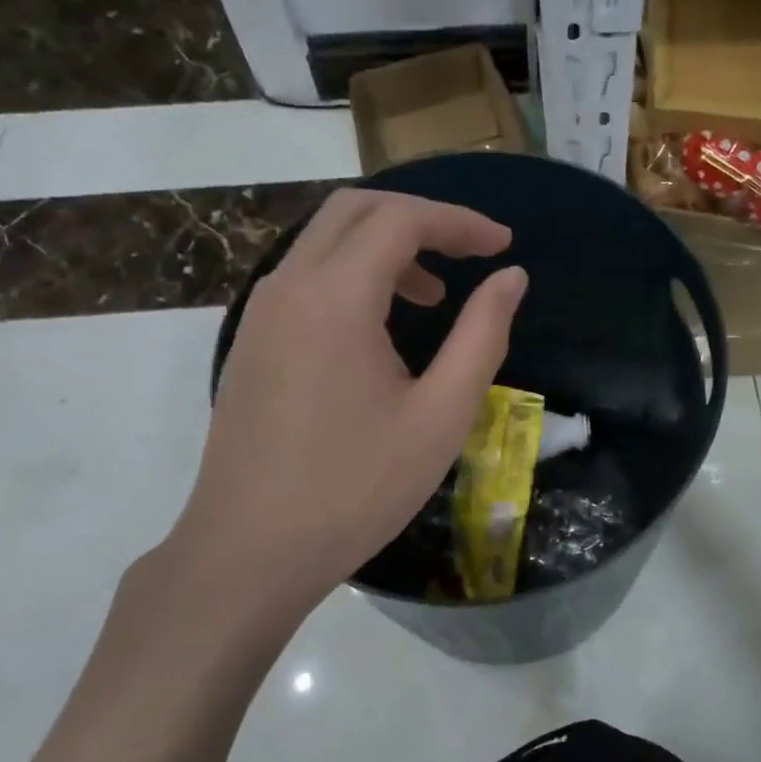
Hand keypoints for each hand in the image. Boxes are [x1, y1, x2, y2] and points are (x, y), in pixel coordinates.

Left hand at [167, 189, 526, 618]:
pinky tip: (382, 327)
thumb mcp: (441, 416)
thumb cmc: (357, 488)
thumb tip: (510, 279)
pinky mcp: (253, 341)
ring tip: (435, 295)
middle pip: (356, 211)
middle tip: (471, 253)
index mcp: (335, 297)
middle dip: (422, 220)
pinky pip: (306, 277)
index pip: (401, 220)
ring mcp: (261, 312)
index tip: (504, 245)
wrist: (250, 550)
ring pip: (326, 241)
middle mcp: (289, 286)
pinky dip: (353, 275)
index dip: (460, 222)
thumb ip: (482, 336)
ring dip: (386, 248)